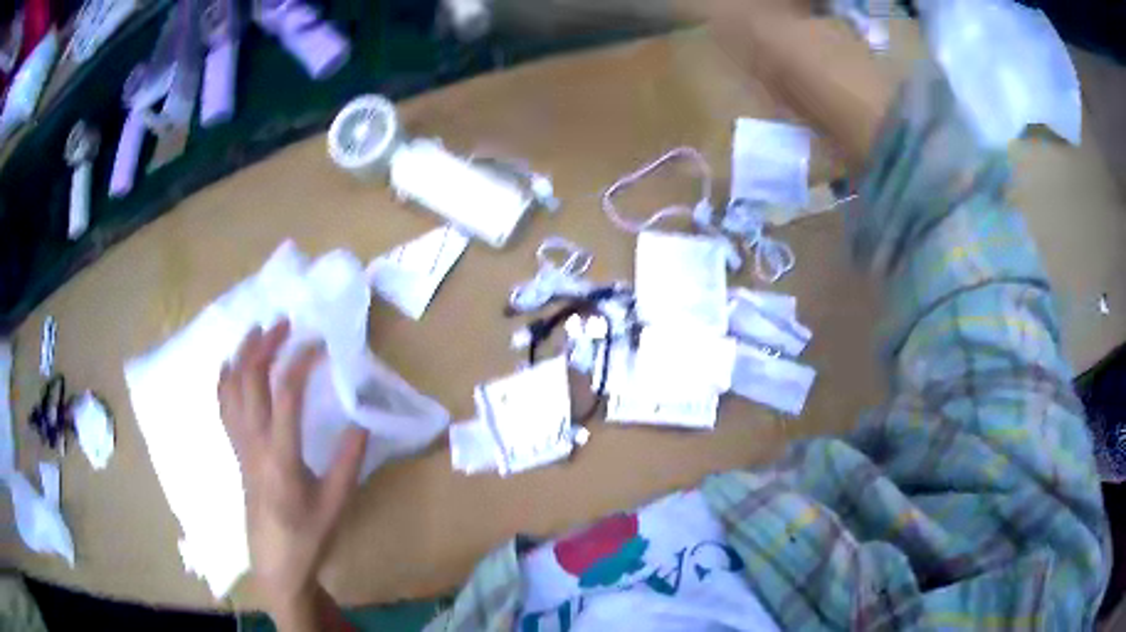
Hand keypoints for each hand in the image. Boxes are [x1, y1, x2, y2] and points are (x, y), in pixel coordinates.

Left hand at [218, 320, 368, 609]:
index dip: (300, 361)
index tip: (319, 344)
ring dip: (242, 355)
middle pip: (250, 380)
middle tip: (285, 323)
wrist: (276, 560)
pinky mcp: (236, 450)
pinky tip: (230, 365)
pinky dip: (224, 379)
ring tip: (257, 332)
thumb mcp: (337, 503)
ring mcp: (240, 445)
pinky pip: (222, 407)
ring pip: (231, 388)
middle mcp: (254, 442)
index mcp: (281, 455)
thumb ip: (349, 461)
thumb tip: (361, 419)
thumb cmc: (309, 535)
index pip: (285, 394)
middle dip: (265, 345)